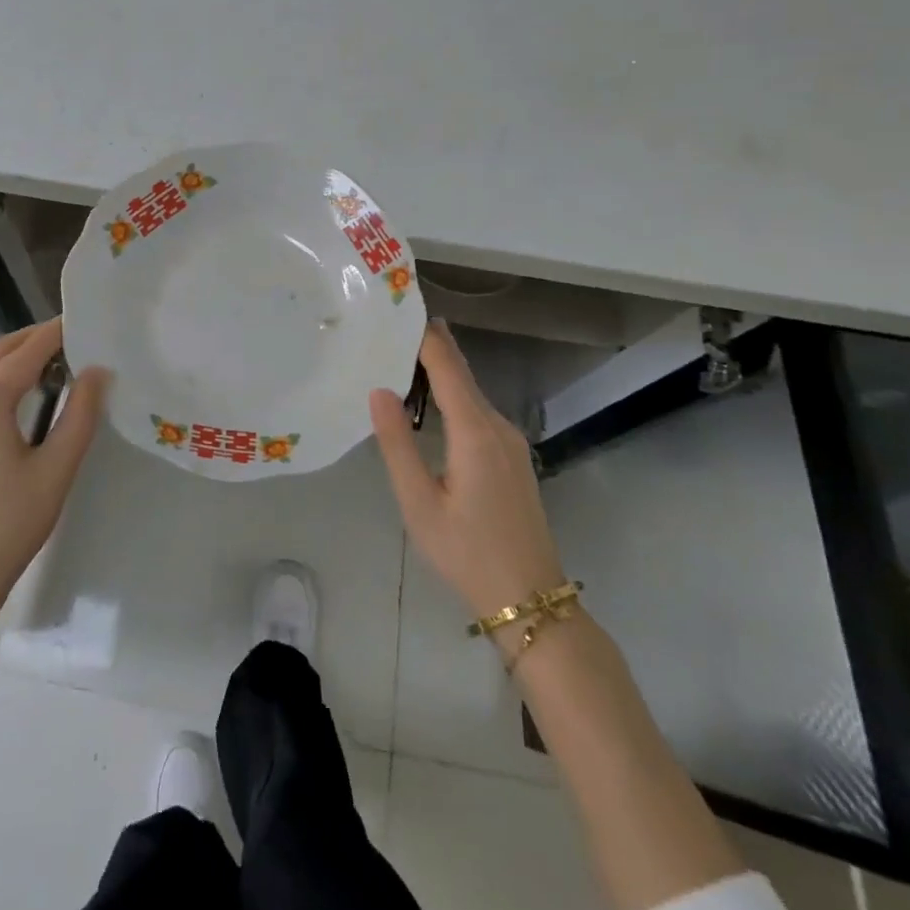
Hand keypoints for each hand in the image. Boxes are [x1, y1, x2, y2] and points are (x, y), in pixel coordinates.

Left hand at [0, 318, 108, 622]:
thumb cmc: (9, 523)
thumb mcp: (57, 468)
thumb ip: (80, 413)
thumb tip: (97, 371)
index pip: (27, 351)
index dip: (57, 333)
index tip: (85, 321)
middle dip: (33, 339)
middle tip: (73, 339)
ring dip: (12, 356)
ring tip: (53, 360)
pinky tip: (22, 392)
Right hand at [370, 321, 566, 641]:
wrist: (530, 600)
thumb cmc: (467, 553)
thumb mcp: (419, 503)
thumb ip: (397, 444)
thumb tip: (379, 390)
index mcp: (475, 431)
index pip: (446, 366)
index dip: (424, 335)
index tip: (397, 309)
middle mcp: (498, 425)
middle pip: (460, 373)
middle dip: (428, 347)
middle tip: (387, 329)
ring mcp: (511, 440)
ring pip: (471, 391)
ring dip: (438, 372)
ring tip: (397, 359)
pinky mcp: (513, 456)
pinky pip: (478, 411)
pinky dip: (452, 395)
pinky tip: (428, 402)